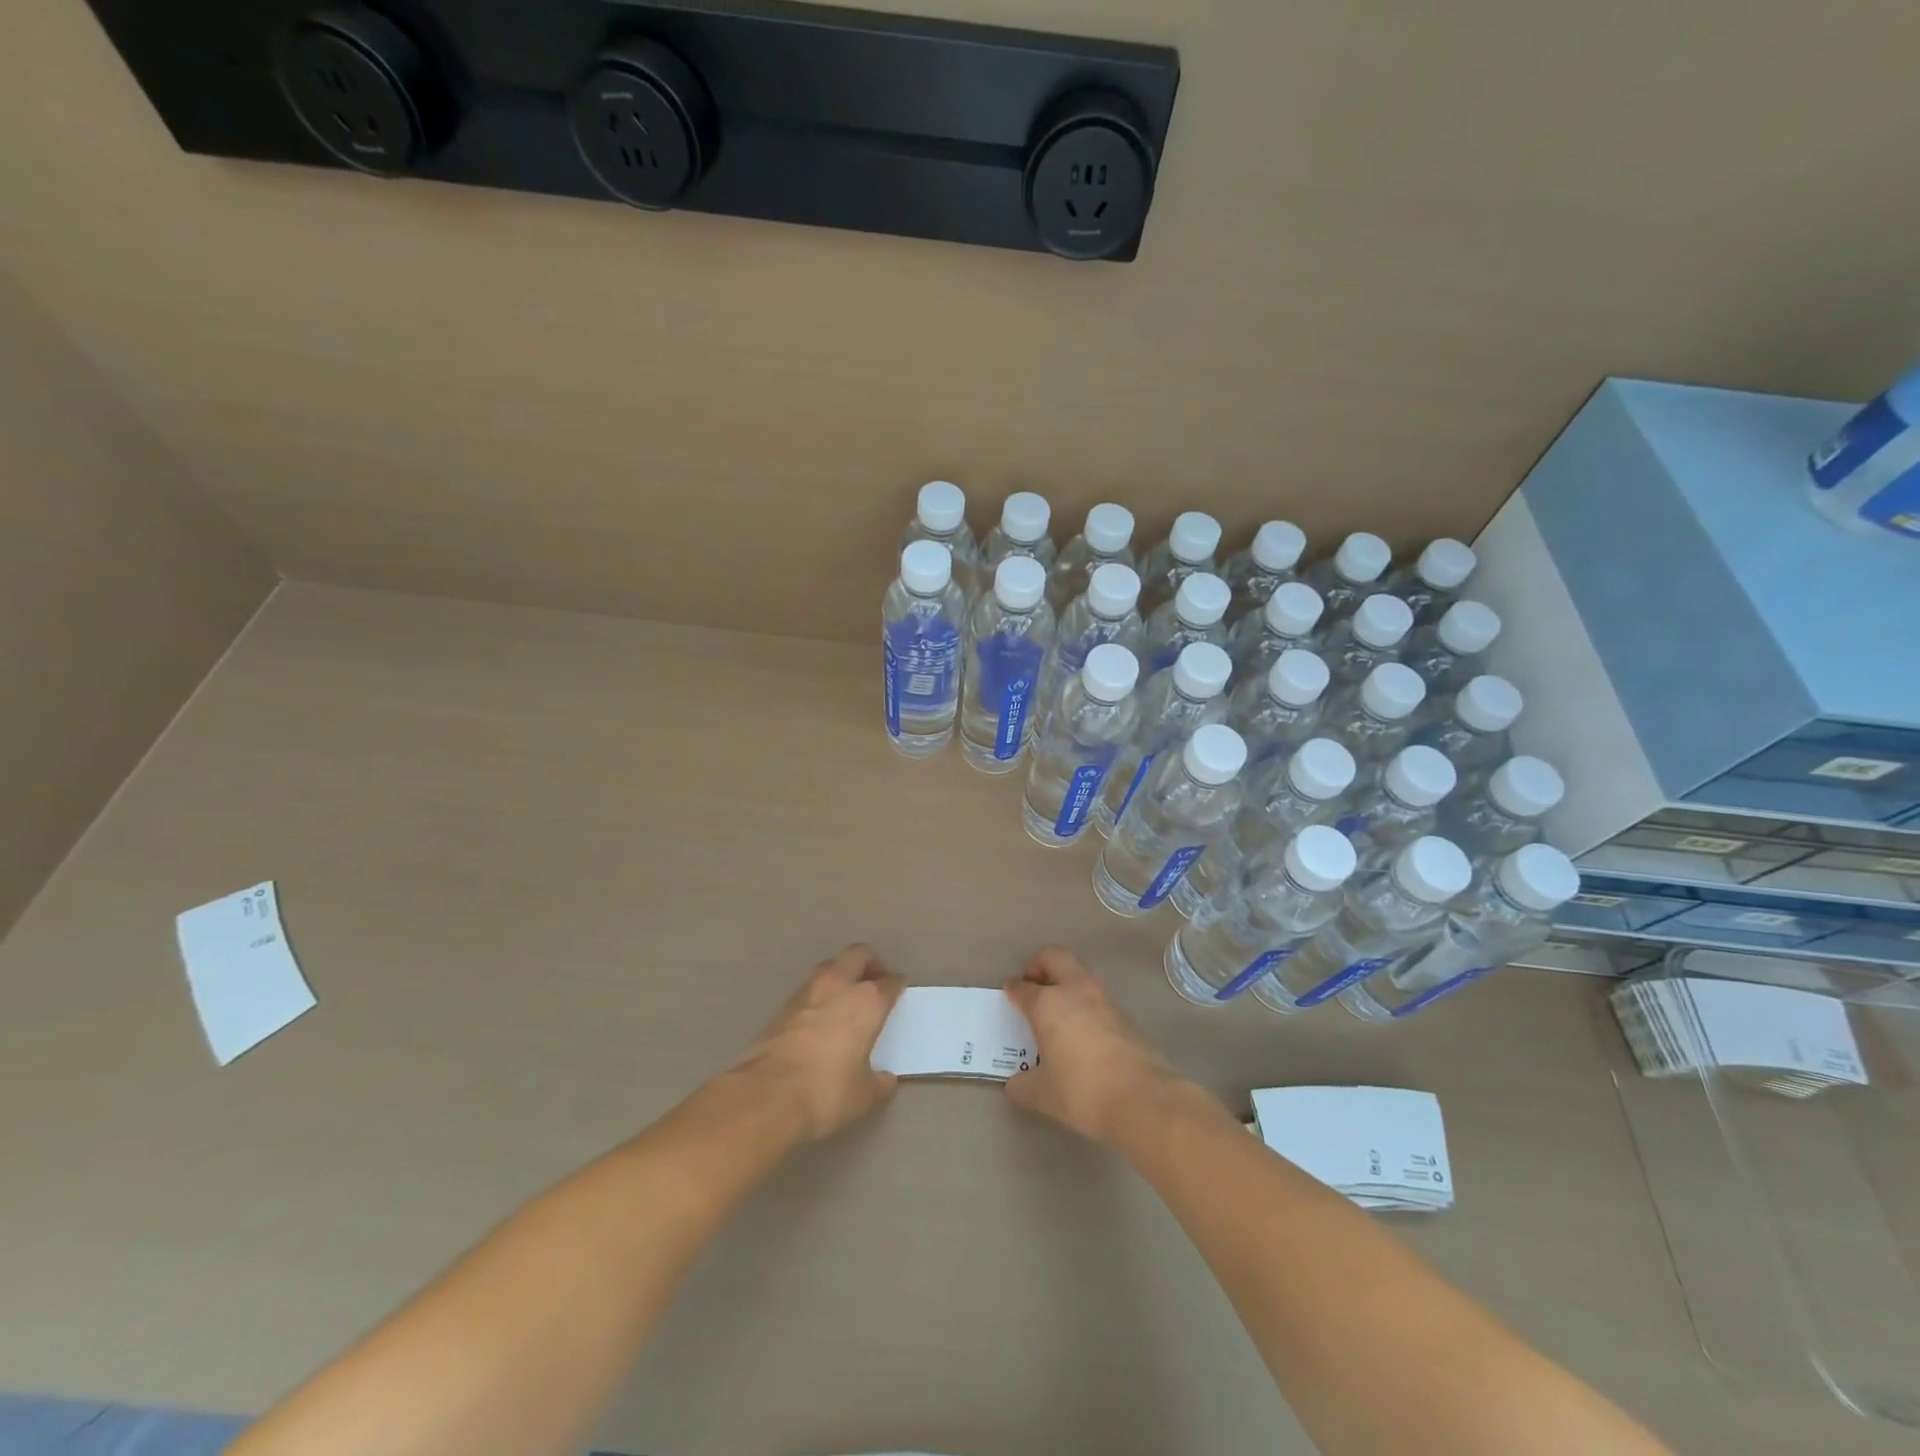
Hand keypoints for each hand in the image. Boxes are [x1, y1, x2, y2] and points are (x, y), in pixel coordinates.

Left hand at [733, 944, 905, 1141]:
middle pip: (858, 955)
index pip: (889, 983)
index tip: (899, 990)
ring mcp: (806, 992)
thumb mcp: (863, 1096)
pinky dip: (819, 995)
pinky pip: (809, 989)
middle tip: (875, 982)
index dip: (897, 985)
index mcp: (866, 1002)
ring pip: (830, 967)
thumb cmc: (826, 1092)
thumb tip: (884, 1079)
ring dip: (842, 975)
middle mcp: (838, 986)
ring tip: (846, 998)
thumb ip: (878, 1083)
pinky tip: (820, 1018)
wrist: (766, 1096)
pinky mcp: (782, 1006)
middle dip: (870, 964)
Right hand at [1003, 946, 1183, 1146]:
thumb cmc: (1082, 1092)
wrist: (1142, 1099)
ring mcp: (1103, 999)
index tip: (1009, 993)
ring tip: (1056, 1011)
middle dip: (1040, 966)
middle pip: (1054, 958)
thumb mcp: (1043, 1095)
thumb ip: (1023, 1086)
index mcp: (1048, 1004)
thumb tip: (1015, 1084)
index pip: (1023, 988)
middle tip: (1033, 986)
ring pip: (1079, 974)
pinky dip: (1084, 1004)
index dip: (1013, 989)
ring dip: (1065, 983)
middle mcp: (1075, 991)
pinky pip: (1096, 998)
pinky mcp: (1124, 1015)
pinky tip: (1081, 1032)